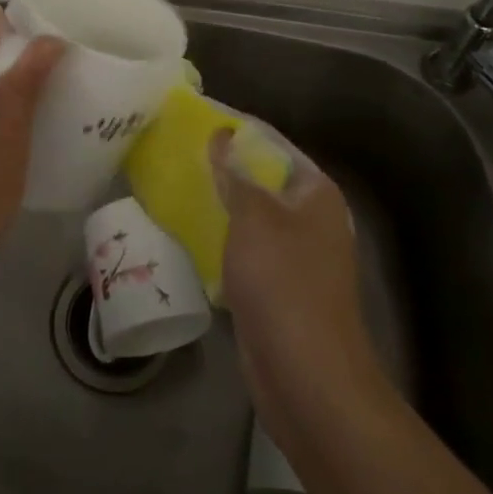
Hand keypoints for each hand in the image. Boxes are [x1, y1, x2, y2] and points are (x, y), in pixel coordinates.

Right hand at [210, 130, 388, 458]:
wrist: (306, 374)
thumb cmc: (283, 282)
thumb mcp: (254, 218)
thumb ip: (236, 174)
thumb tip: (222, 135)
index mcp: (316, 192)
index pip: (272, 143)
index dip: (236, 129)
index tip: (194, 119)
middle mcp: (312, 218)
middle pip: (263, 179)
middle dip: (224, 168)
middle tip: (178, 154)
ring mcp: (298, 256)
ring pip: (253, 216)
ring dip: (220, 205)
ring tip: (176, 187)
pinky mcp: (280, 287)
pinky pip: (247, 250)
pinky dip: (223, 239)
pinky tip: (190, 234)